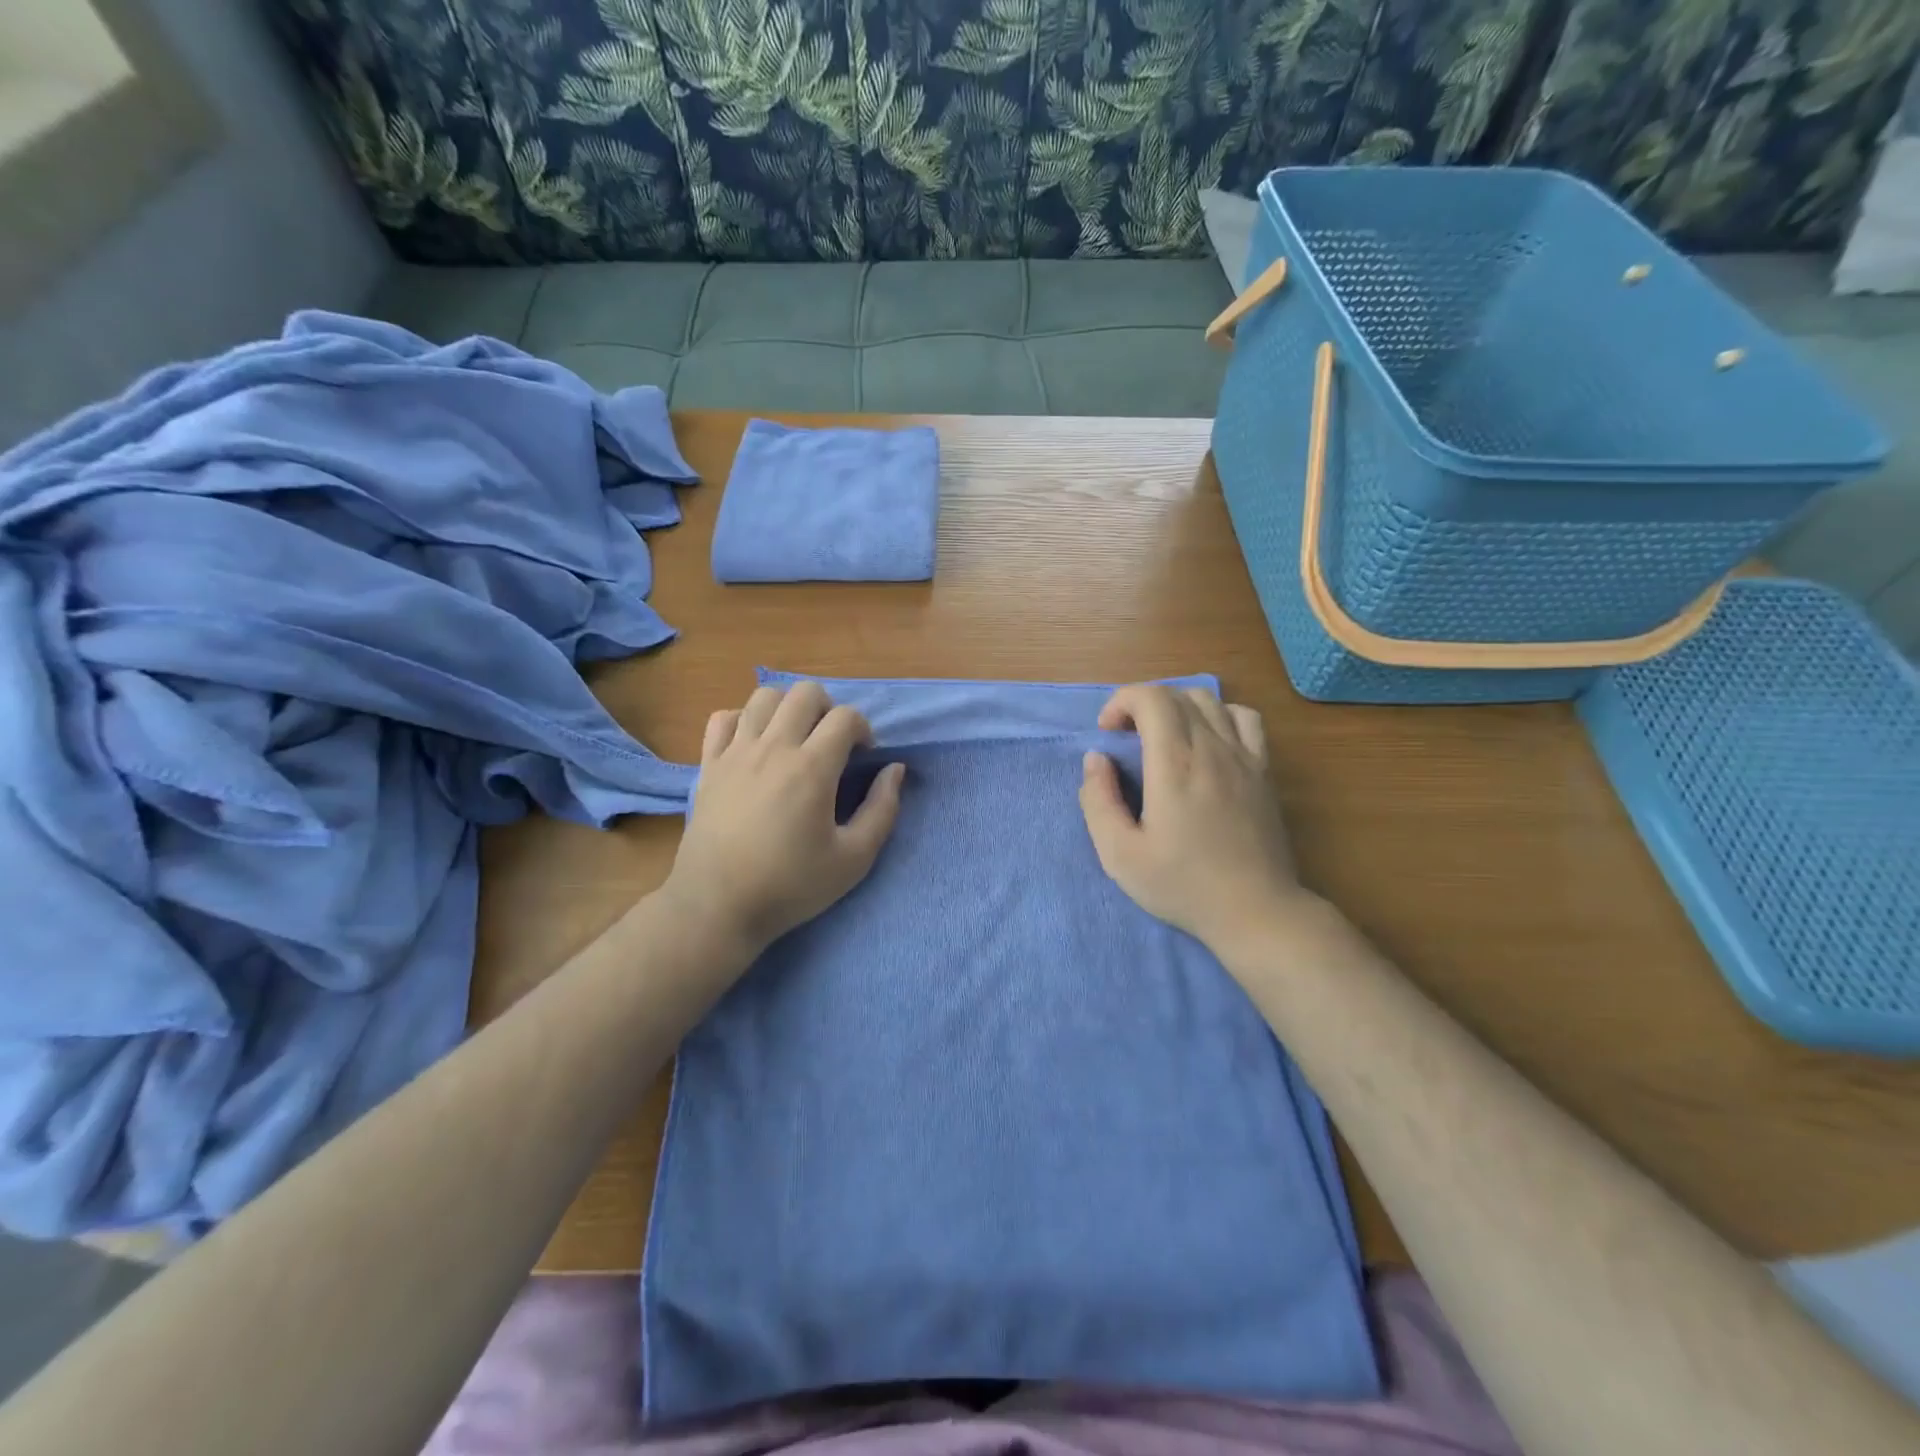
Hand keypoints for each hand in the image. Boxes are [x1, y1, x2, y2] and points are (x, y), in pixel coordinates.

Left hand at [661, 682, 904, 955]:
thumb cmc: (791, 886)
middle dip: (829, 708)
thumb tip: (894, 770)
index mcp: (812, 768)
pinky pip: (724, 718)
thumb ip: (883, 810)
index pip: (845, 717)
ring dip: (788, 708)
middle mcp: (773, 748)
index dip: (863, 729)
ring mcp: (736, 752)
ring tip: (795, 738)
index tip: (863, 757)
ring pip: (764, 696)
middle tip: (831, 743)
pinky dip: (744, 720)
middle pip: (805, 692)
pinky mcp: (709, 765)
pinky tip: (754, 745)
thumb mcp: (854, 859)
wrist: (718, 906)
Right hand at [1079, 685, 1309, 953]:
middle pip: (1176, 694)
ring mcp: (1245, 756)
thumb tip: (1096, 759)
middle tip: (1125, 739)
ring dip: (1177, 706)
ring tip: (1162, 737)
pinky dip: (1219, 715)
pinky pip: (1245, 718)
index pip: (1150, 697)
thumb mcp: (1120, 855)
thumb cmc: (1183, 886)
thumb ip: (1098, 801)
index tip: (1107, 734)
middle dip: (1141, 704)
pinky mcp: (1264, 770)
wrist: (1256, 911)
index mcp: (1175, 765)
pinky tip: (1207, 742)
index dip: (1121, 702)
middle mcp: (1212, 748)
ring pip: (1210, 700)